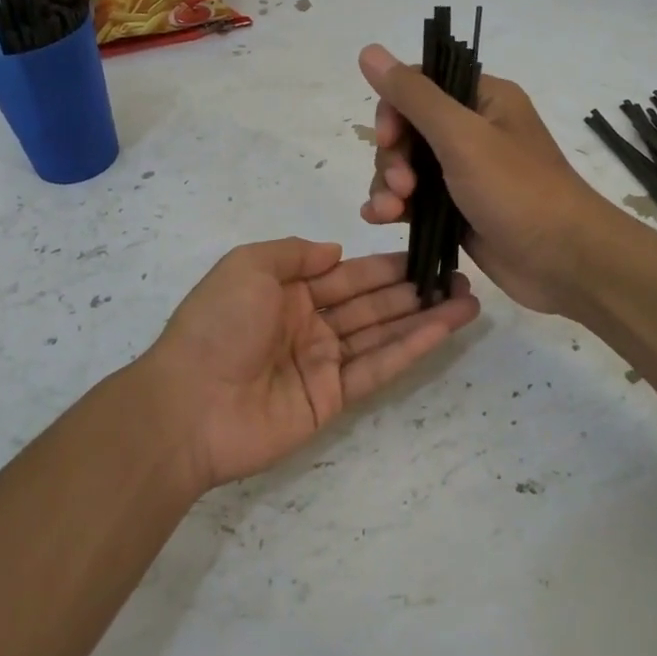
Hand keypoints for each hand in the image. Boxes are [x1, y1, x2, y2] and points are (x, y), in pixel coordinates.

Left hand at [141, 238, 479, 489]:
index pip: (347, 274)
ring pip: (382, 334)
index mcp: (287, 291)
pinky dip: (411, 349)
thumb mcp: (247, 266)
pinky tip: (442, 330)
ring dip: (424, 318)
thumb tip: (336, 251)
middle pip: (371, 303)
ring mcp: (322, 363)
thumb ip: (294, 254)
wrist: (189, 404)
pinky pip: (377, 367)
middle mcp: (309, 324)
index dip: (386, 265)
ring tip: (467, 301)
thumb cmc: (217, 324)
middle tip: (459, 277)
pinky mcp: (333, 399)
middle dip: (414, 289)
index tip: (426, 254)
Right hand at [358, 44, 611, 316]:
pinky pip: (413, 199)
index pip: (420, 86)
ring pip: (406, 167)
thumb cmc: (518, 191)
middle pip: (407, 129)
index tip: (390, 139)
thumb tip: (368, 50)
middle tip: (401, 187)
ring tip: (389, 212)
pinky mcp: (457, 210)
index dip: (394, 110)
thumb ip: (414, 96)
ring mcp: (464, 173)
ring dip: (388, 185)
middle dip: (393, 157)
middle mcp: (473, 131)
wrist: (564, 263)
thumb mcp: (462, 137)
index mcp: (483, 100)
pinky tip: (380, 219)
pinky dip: (394, 206)